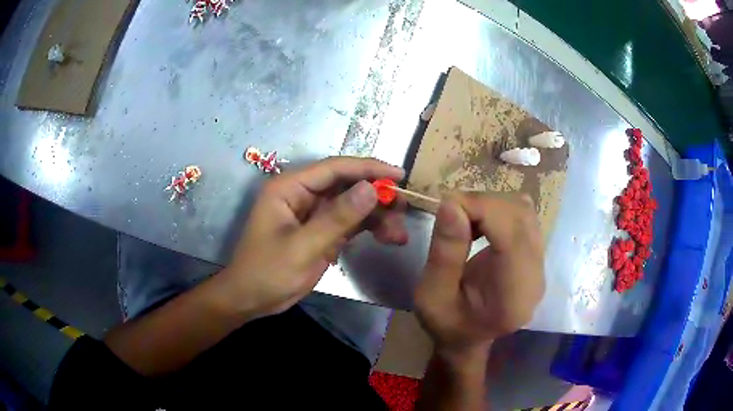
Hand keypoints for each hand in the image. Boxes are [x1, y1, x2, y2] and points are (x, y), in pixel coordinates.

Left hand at [219, 157, 406, 317]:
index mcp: (290, 187)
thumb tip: (371, 189)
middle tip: (404, 209)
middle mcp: (303, 194)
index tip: (399, 176)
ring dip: (377, 216)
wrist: (251, 300)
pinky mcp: (321, 231)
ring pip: (353, 204)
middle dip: (377, 196)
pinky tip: (387, 238)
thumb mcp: (302, 247)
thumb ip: (337, 218)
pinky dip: (369, 229)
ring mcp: (314, 213)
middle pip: (347, 185)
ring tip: (398, 235)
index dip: (368, 168)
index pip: (334, 168)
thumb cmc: (267, 272)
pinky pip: (350, 223)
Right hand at [414, 192, 544, 352]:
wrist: (468, 339)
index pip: (512, 234)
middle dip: (484, 203)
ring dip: (492, 204)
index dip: (482, 208)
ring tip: (465, 218)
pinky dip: (499, 210)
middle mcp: (536, 277)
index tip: (447, 204)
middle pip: (522, 217)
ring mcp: (540, 264)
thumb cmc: (447, 324)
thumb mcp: (431, 296)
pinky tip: (481, 223)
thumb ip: (444, 253)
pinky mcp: (536, 254)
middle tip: (452, 212)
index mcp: (513, 296)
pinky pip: (524, 217)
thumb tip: (451, 203)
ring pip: (525, 211)